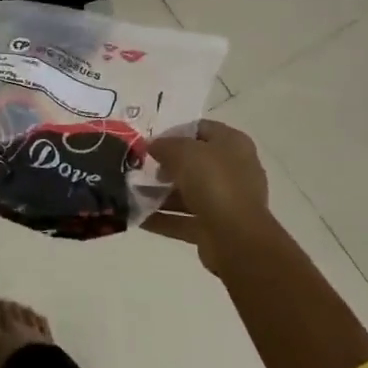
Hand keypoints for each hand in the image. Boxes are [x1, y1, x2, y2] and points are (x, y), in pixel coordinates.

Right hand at [143, 120, 274, 275]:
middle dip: (165, 166)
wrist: (236, 238)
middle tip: (140, 168)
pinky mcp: (215, 228)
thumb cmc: (213, 182)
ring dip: (160, 194)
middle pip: (194, 163)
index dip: (174, 132)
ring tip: (131, 193)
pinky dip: (163, 219)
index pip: (201, 129)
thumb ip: (164, 145)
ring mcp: (226, 201)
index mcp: (233, 144)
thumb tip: (152, 146)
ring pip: (188, 193)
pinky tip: (138, 217)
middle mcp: (233, 170)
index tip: (150, 141)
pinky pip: (184, 219)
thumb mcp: (183, 152)